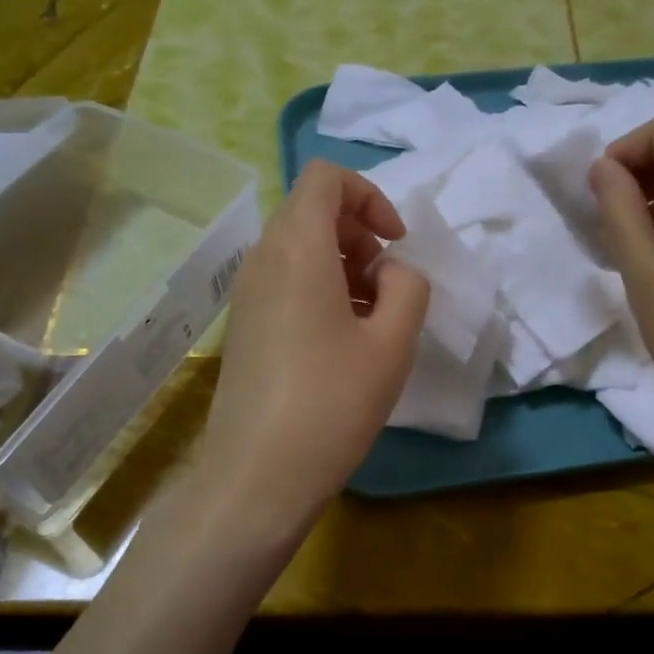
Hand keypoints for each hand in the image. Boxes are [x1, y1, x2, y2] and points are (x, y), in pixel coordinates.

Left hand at [201, 160, 428, 536]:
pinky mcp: (245, 325)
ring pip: (298, 246)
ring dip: (344, 263)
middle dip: (359, 232)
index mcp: (298, 249)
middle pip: (311, 210)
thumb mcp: (393, 343)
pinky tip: (343, 341)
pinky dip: (321, 288)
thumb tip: (391, 271)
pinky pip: (285, 280)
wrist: (258, 476)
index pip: (325, 178)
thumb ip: (408, 287)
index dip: (369, 196)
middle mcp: (263, 259)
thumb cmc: (333, 403)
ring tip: (373, 317)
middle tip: (388, 284)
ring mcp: (247, 293)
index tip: (396, 243)